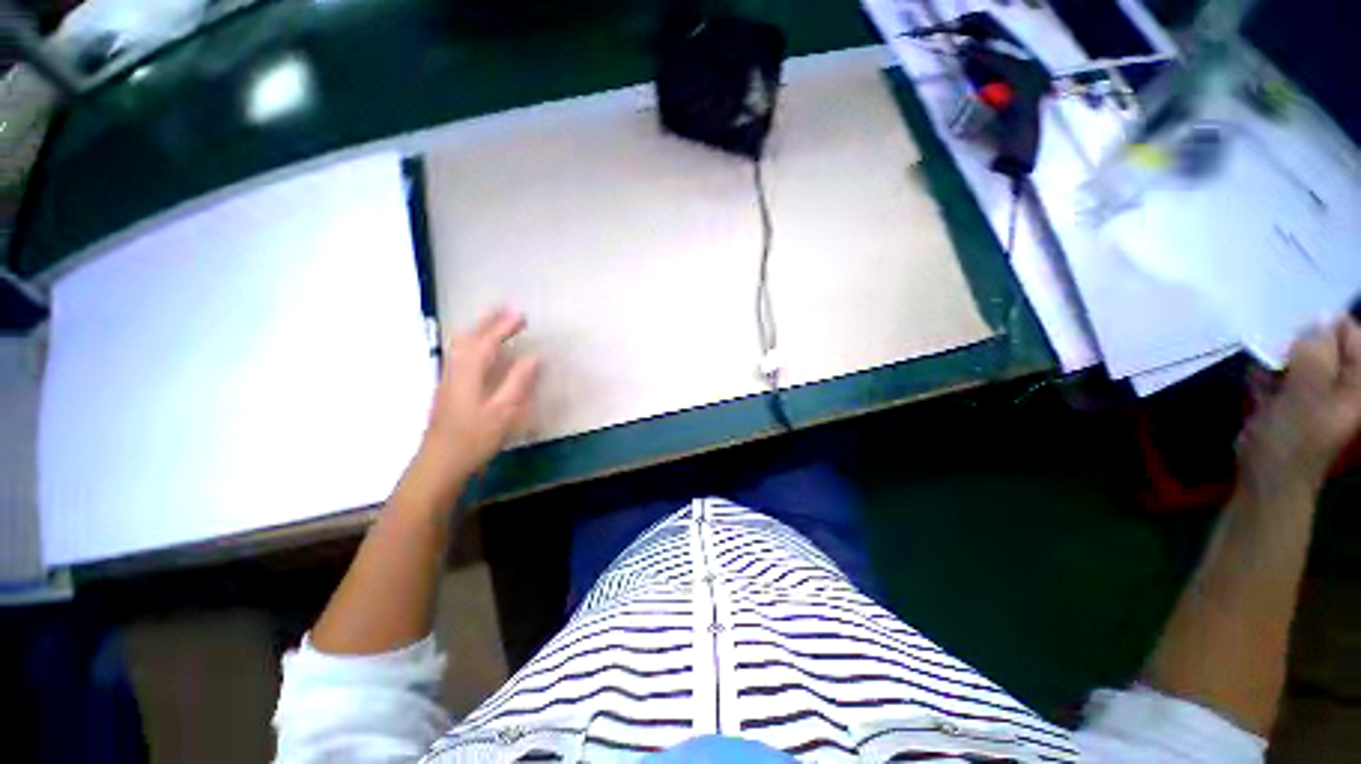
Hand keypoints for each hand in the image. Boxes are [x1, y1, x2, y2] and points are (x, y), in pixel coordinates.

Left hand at [402, 308, 539, 507]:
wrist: (439, 463)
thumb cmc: (474, 438)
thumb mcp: (503, 411)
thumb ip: (518, 382)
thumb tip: (533, 357)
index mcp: (469, 373)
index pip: (488, 341)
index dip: (504, 326)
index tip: (521, 315)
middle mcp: (455, 370)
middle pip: (467, 337)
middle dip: (487, 321)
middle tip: (506, 310)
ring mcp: (447, 379)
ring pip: (459, 345)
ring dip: (477, 330)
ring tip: (494, 323)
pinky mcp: (446, 389)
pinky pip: (458, 355)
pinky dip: (471, 343)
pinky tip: (479, 351)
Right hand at [1237, 317, 1360, 499]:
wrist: (1267, 479)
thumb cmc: (1293, 440)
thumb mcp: (1306, 396)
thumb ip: (1314, 357)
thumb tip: (1313, 324)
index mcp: (1355, 382)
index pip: (1350, 334)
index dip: (1325, 326)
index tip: (1296, 328)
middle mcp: (1340, 383)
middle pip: (1322, 345)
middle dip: (1296, 344)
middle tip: (1277, 354)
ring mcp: (1313, 394)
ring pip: (1296, 360)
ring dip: (1277, 361)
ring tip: (1264, 374)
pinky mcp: (1288, 402)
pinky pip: (1279, 377)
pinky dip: (1265, 376)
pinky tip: (1256, 385)